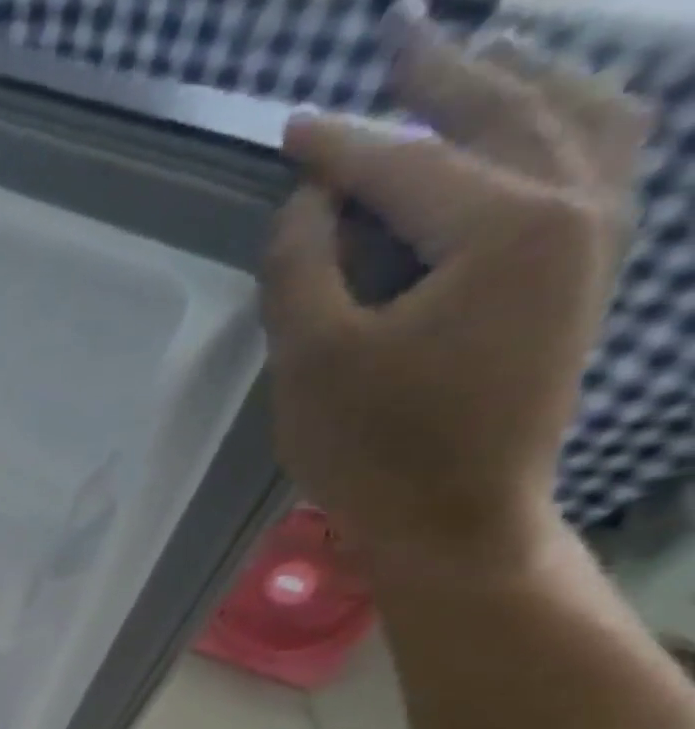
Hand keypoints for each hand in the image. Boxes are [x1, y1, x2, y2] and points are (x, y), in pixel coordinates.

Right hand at [261, 18, 649, 570]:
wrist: (456, 517)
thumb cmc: (376, 446)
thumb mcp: (311, 360)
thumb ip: (302, 268)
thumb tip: (310, 201)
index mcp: (505, 225)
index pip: (406, 163)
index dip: (338, 145)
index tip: (290, 125)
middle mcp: (573, 207)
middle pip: (508, 111)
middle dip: (446, 72)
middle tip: (399, 37)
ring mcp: (597, 238)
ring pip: (577, 119)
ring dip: (523, 80)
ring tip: (480, 56)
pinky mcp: (590, 275)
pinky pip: (600, 162)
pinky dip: (569, 123)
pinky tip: (541, 122)